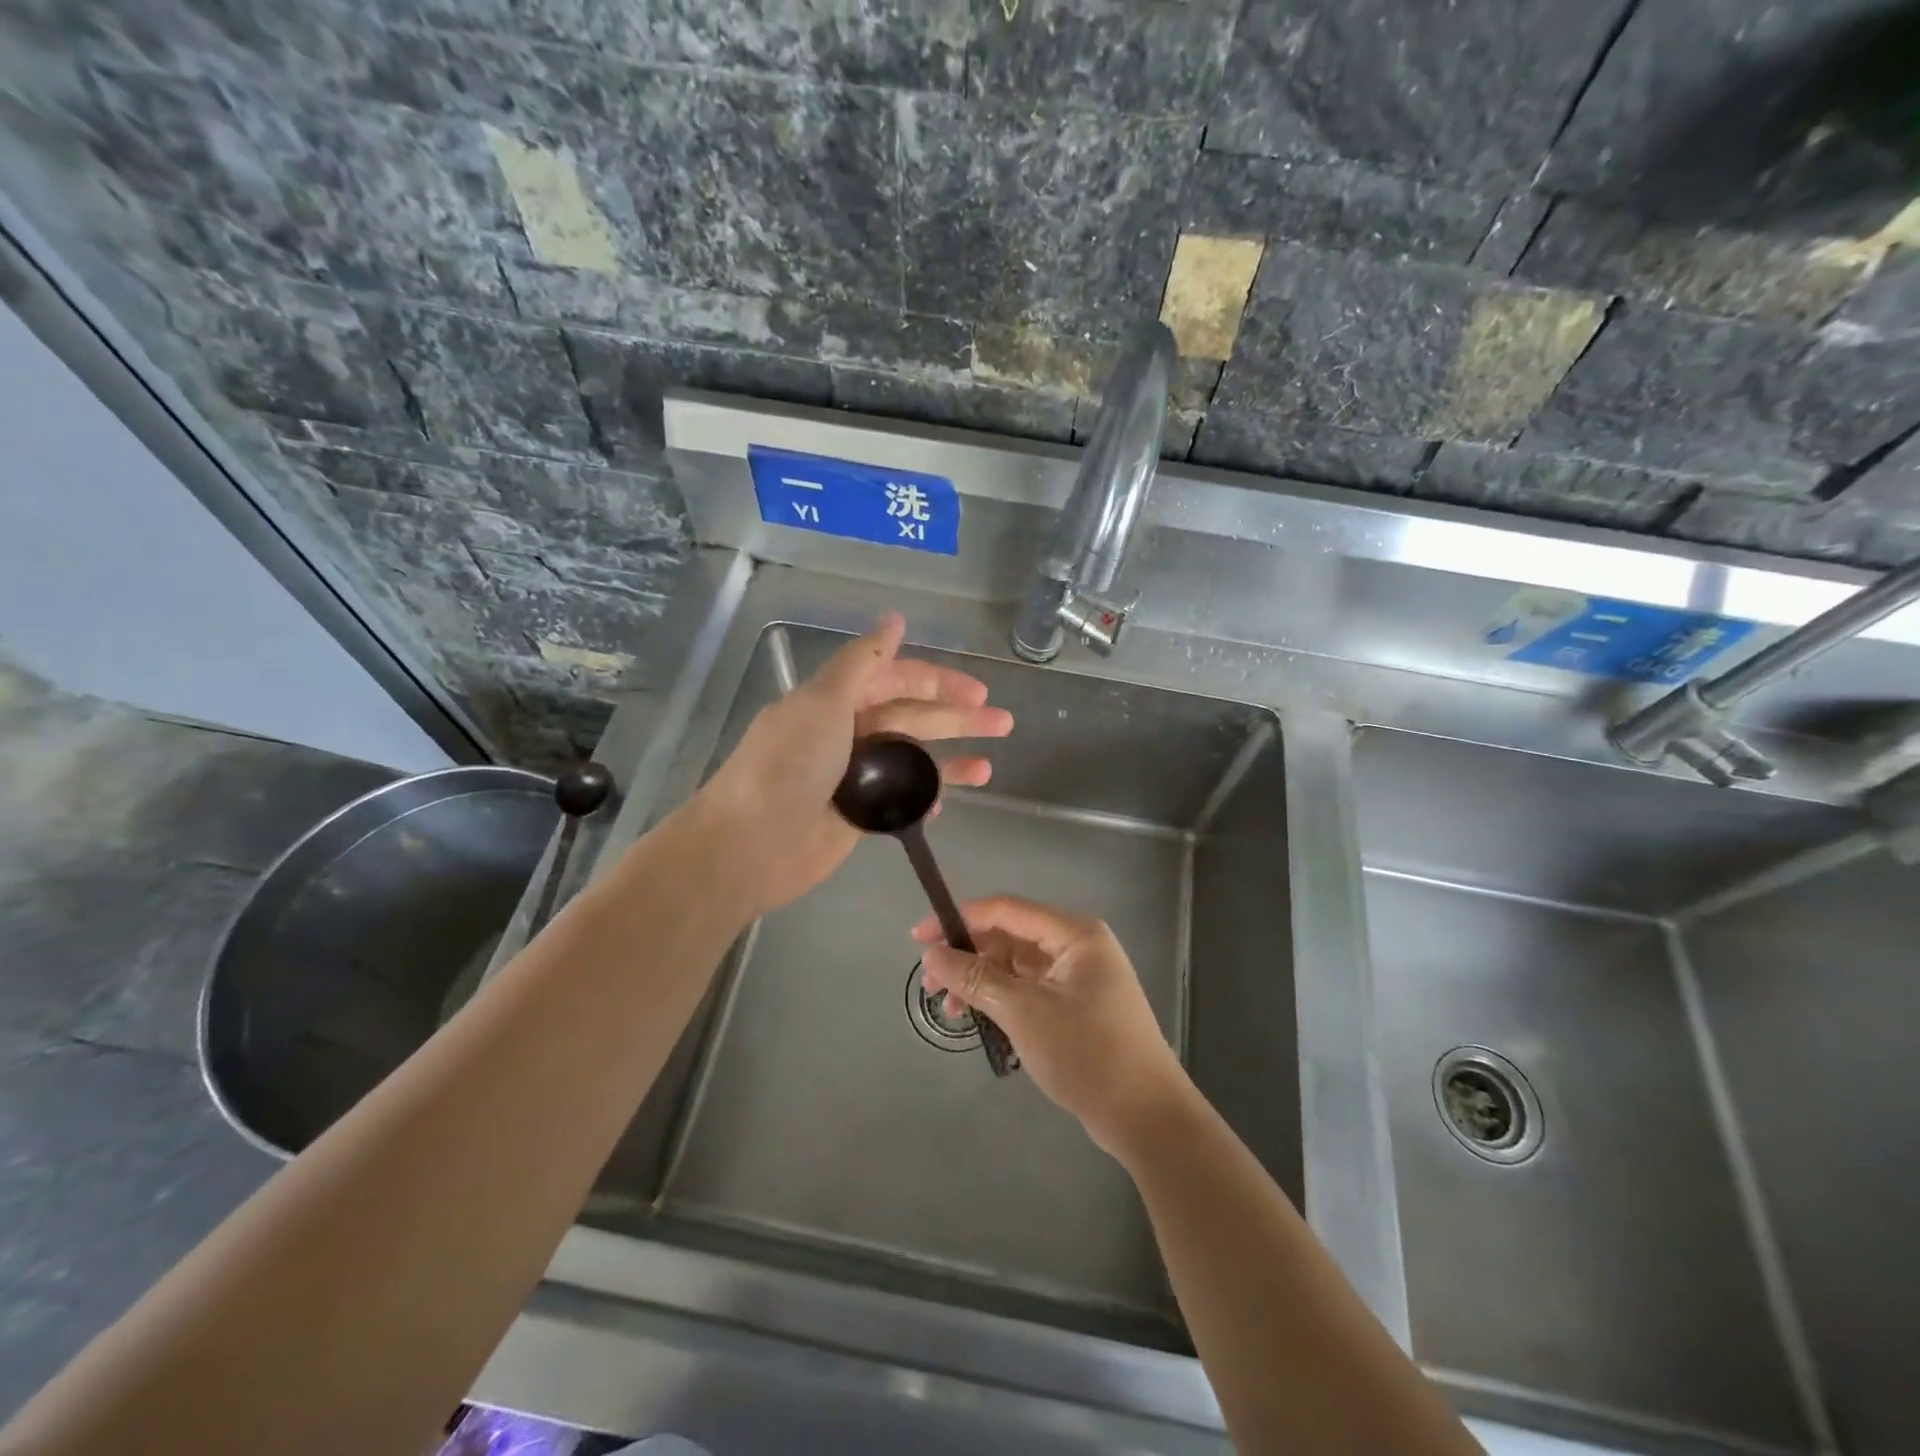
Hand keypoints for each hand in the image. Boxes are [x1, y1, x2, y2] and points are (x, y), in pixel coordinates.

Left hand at [694, 613, 1011, 915]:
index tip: (977, 692)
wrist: (750, 845)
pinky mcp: (857, 814)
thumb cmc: (788, 765)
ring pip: (911, 760)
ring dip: (950, 761)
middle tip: (1003, 722)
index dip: (937, 681)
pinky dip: (924, 798)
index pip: (896, 680)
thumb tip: (895, 618)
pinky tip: (948, 802)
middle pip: (912, 718)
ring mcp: (853, 776)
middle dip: (957, 718)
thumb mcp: (823, 701)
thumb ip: (863, 661)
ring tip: (989, 766)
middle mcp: (846, 732)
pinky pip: (900, 799)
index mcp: (836, 700)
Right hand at [915, 897, 1188, 1155]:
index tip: (918, 937)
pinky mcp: (1076, 1006)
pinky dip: (1002, 999)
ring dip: (981, 982)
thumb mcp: (1024, 1012)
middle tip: (930, 985)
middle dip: (968, 957)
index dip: (959, 919)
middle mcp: (1078, 946)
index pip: (1006, 909)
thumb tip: (931, 954)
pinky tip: (979, 1019)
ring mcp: (1078, 977)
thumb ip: (975, 978)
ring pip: (1016, 966)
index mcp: (1074, 933)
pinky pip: (1029, 989)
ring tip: (952, 1012)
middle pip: (1010, 937)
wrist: (1146, 1116)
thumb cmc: (1087, 1053)